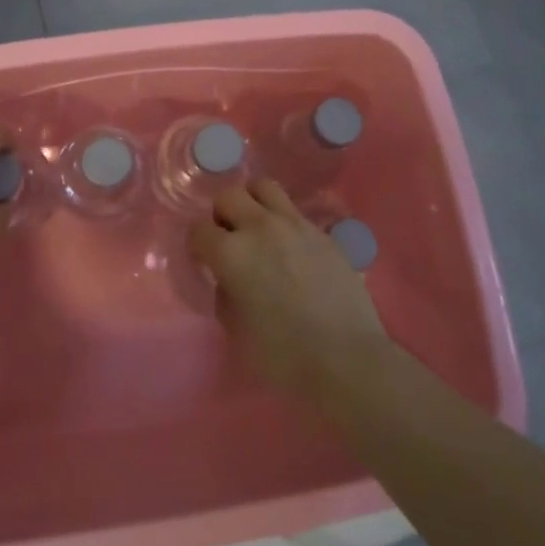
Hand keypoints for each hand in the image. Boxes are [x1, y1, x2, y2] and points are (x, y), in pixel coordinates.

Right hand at [189, 179, 388, 403]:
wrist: (347, 358)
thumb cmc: (284, 355)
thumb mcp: (237, 330)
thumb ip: (225, 294)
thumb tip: (228, 279)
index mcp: (231, 253)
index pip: (198, 230)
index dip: (197, 245)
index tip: (204, 260)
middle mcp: (259, 227)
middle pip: (229, 196)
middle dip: (222, 215)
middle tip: (230, 239)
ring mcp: (295, 224)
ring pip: (263, 187)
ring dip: (253, 203)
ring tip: (258, 228)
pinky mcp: (322, 232)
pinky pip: (294, 211)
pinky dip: (283, 221)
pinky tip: (291, 248)